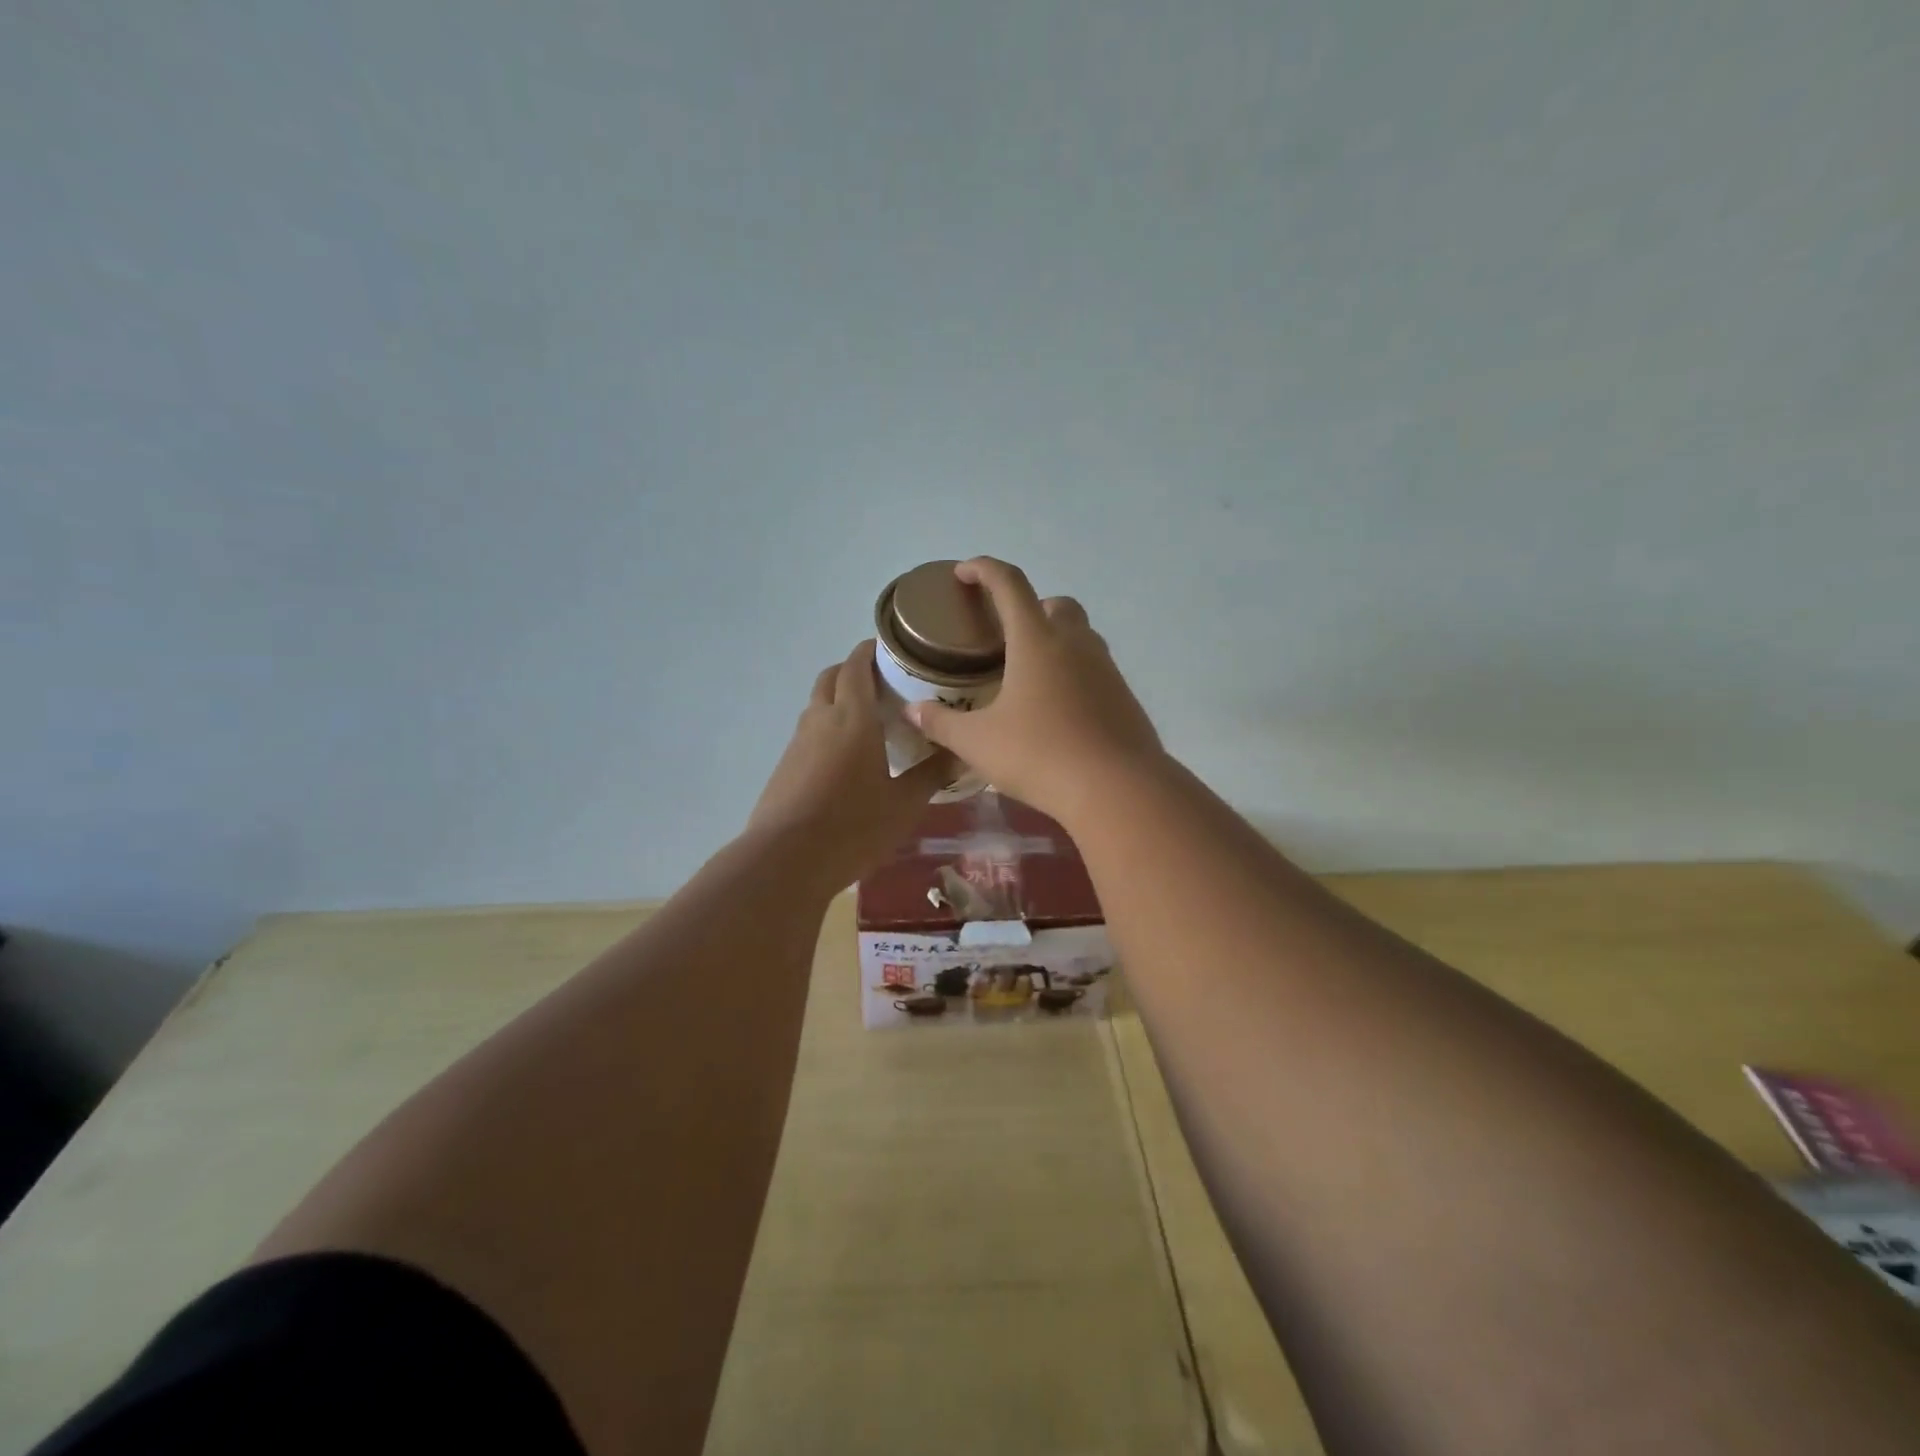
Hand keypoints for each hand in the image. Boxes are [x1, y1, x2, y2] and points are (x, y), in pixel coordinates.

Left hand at [748, 640, 954, 881]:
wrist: (785, 861)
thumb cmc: (853, 827)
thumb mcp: (904, 804)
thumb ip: (931, 774)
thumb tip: (960, 752)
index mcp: (852, 718)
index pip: (856, 666)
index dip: (870, 650)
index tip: (891, 648)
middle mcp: (820, 720)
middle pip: (831, 677)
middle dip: (853, 670)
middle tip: (884, 683)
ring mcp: (797, 744)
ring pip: (818, 705)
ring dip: (839, 700)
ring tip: (869, 721)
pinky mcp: (785, 767)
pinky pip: (809, 734)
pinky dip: (828, 729)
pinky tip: (847, 759)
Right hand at [904, 558, 1164, 824]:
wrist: (1118, 789)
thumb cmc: (1040, 755)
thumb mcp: (978, 743)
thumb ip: (942, 723)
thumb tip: (913, 711)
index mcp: (1037, 641)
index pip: (1009, 585)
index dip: (983, 569)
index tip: (964, 572)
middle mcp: (1076, 644)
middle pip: (1055, 604)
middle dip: (1029, 607)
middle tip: (1004, 635)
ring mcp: (1106, 669)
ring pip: (1080, 635)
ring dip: (1055, 639)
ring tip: (1028, 674)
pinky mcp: (1124, 697)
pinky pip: (1096, 669)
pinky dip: (1074, 673)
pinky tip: (1057, 709)